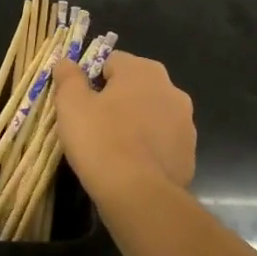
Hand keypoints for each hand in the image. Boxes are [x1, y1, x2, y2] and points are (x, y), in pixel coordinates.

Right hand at [51, 50, 197, 214]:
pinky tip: (129, 164)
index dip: (91, 78)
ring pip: (150, 113)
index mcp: (143, 71)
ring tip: (110, 146)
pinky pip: (161, 140)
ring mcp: (186, 123)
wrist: (138, 194)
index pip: (112, 61)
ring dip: (133, 121)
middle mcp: (171, 90)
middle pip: (134, 86)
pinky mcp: (189, 153)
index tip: (79, 101)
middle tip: (92, 122)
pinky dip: (147, 146)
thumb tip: (66, 62)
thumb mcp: (71, 103)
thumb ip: (68, 76)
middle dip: (115, 99)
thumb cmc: (100, 139)